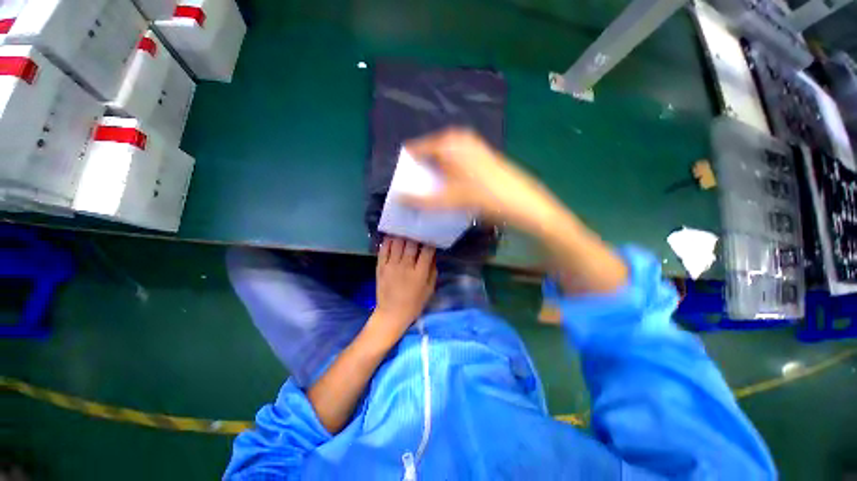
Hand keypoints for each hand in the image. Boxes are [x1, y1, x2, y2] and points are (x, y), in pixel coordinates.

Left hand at [370, 237, 436, 343]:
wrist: (391, 314)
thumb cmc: (414, 304)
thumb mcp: (429, 290)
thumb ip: (432, 271)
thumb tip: (432, 255)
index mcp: (419, 273)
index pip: (427, 251)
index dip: (430, 242)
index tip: (432, 236)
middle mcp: (405, 266)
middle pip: (411, 244)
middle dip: (416, 234)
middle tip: (418, 229)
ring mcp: (391, 265)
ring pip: (397, 243)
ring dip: (402, 234)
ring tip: (405, 228)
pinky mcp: (380, 267)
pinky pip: (384, 249)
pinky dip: (388, 241)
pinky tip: (392, 235)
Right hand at [403, 128, 560, 232]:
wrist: (520, 200)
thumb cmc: (482, 196)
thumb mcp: (448, 200)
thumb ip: (420, 200)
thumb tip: (399, 198)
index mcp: (447, 143)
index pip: (417, 148)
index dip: (409, 165)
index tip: (404, 181)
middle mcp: (459, 137)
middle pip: (431, 151)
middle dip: (423, 169)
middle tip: (419, 188)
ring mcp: (472, 144)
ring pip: (445, 155)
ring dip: (436, 171)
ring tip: (434, 189)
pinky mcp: (481, 153)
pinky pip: (457, 158)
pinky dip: (450, 170)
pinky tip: (453, 185)